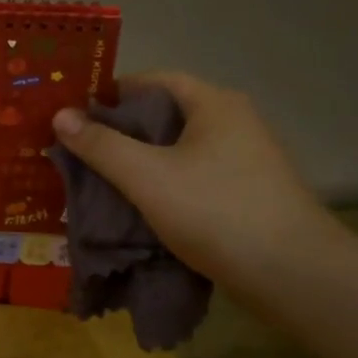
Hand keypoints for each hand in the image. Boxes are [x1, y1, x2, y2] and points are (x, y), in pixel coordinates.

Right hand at [51, 72, 340, 288]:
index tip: (75, 116)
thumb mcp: (147, 176)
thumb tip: (60, 115)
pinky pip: (194, 176)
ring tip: (101, 180)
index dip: (110, 94)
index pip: (152, 81)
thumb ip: (101, 144)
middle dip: (120, 132)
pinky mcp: (249, 193)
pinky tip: (140, 206)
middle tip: (80, 151)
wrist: (296, 277)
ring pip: (178, 149)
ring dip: (140, 161)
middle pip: (164, 115)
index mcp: (213, 104)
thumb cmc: (217, 212)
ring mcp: (246, 159)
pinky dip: (164, 184)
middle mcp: (234, 122)